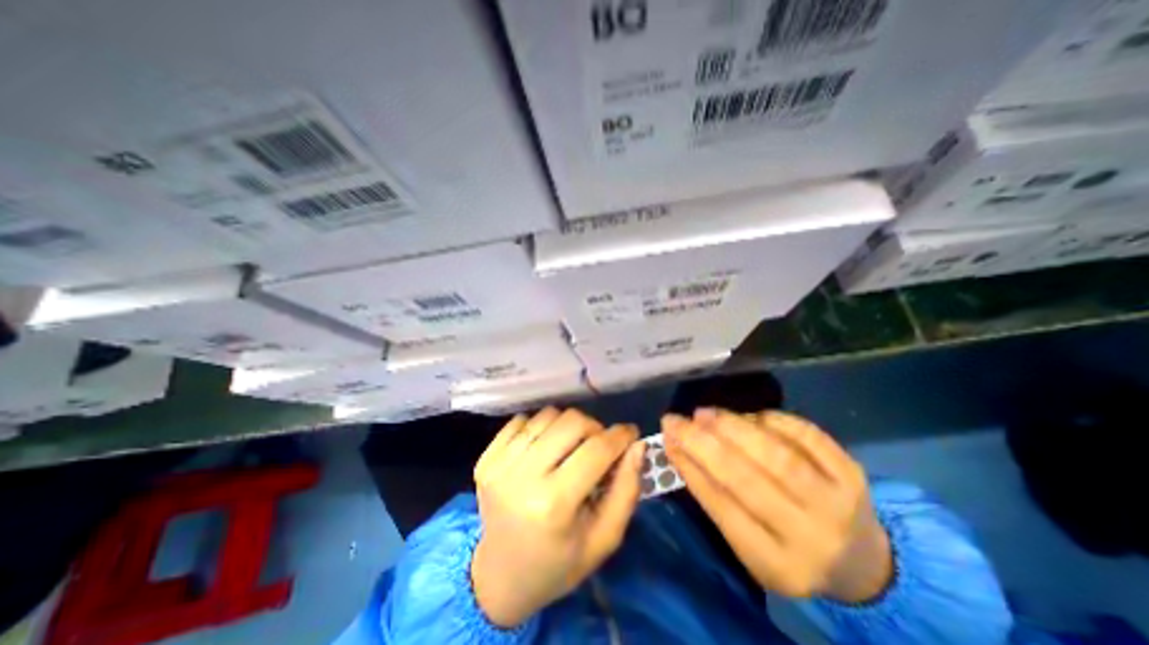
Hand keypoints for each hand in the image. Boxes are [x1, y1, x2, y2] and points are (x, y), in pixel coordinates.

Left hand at [469, 412, 644, 625]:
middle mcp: (522, 477)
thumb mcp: (603, 539)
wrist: (499, 577)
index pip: (596, 450)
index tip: (630, 433)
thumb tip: (637, 446)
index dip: (620, 436)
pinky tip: (543, 448)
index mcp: (554, 505)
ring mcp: (499, 465)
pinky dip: (539, 427)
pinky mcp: (486, 458)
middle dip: (594, 428)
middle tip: (599, 445)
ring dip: (567, 425)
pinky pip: (521, 420)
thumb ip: (626, 490)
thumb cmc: (559, 563)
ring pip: (547, 415)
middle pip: (571, 421)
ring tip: (570, 447)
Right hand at [660, 409, 891, 604]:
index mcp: (778, 563)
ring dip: (733, 426)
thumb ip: (715, 498)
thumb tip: (679, 447)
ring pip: (776, 454)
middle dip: (704, 443)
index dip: (691, 467)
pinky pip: (805, 434)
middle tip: (677, 420)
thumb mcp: (749, 542)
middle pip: (748, 479)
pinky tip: (748, 417)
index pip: (723, 507)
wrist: (862, 562)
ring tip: (704, 414)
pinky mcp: (852, 472)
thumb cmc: (788, 550)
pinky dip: (770, 419)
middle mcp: (811, 535)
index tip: (667, 438)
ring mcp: (837, 500)